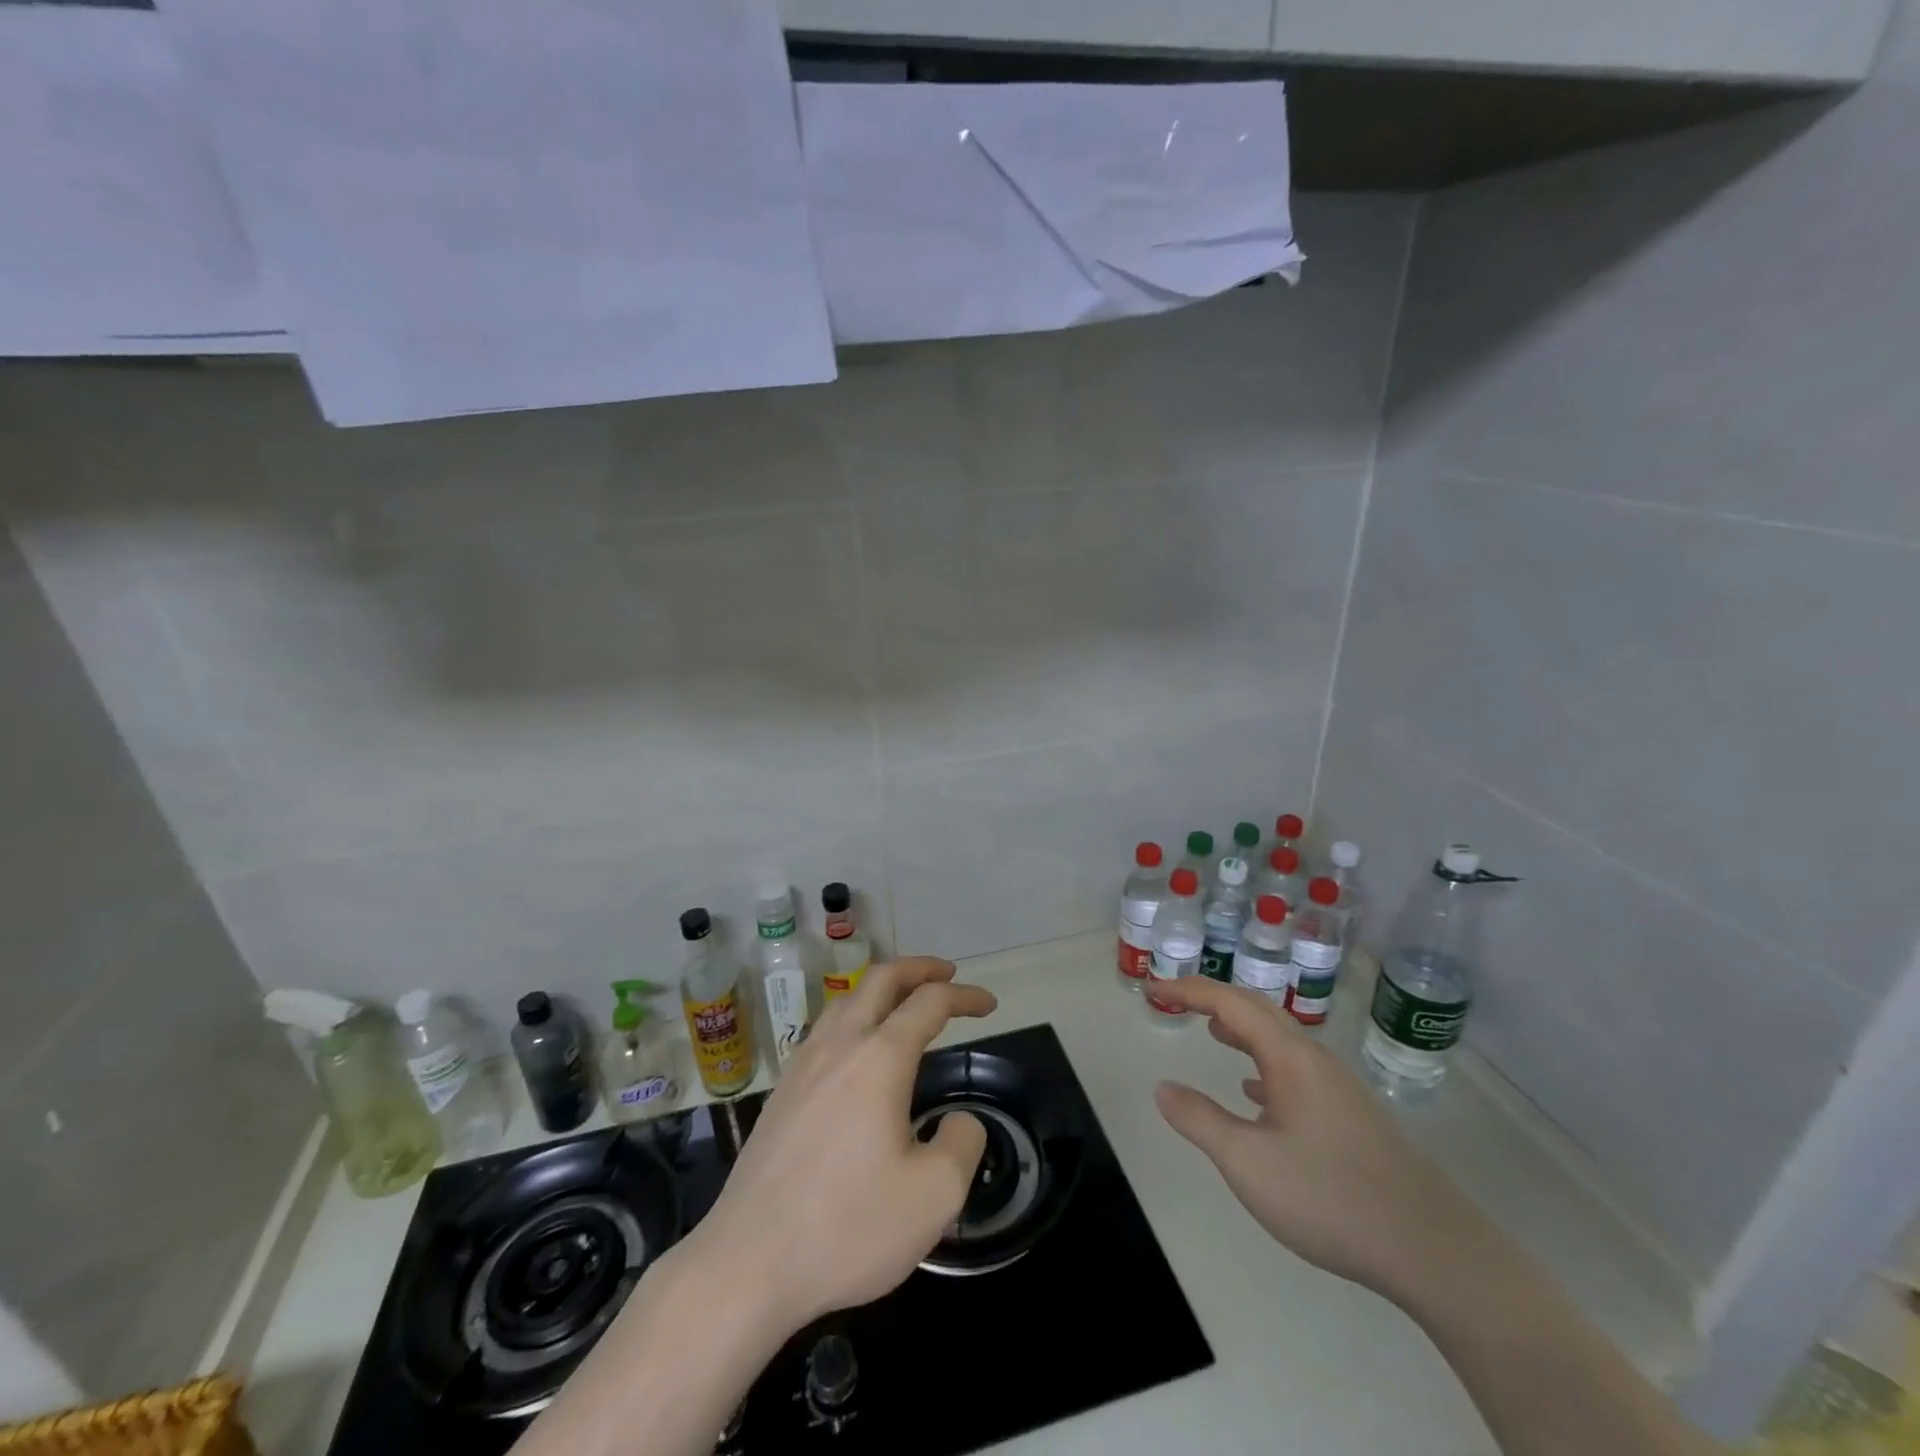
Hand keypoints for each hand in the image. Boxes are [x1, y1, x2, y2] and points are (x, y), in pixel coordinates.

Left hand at [691, 957, 995, 1330]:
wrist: (746, 1264)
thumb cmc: (847, 1228)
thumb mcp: (934, 1196)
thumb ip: (962, 1144)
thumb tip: (959, 1121)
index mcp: (879, 1059)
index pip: (929, 1003)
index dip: (963, 996)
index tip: (988, 1003)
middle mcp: (839, 1046)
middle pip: (880, 979)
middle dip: (918, 968)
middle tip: (946, 974)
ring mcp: (802, 1066)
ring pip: (845, 999)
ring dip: (880, 988)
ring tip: (902, 1003)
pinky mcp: (781, 1092)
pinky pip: (823, 1030)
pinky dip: (853, 1017)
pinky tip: (856, 1051)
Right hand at [1149, 976, 1482, 1305]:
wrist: (1433, 1250)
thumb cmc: (1330, 1197)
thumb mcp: (1248, 1163)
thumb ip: (1200, 1120)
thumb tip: (1163, 1087)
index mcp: (1290, 1057)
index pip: (1231, 1003)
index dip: (1189, 990)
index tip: (1154, 987)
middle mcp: (1315, 1060)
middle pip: (1259, 1010)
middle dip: (1213, 999)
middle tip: (1175, 999)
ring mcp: (1337, 1088)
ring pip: (1280, 1041)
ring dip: (1240, 1028)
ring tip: (1211, 1031)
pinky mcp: (1350, 1116)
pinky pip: (1295, 1070)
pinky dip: (1263, 1063)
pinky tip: (1254, 1092)